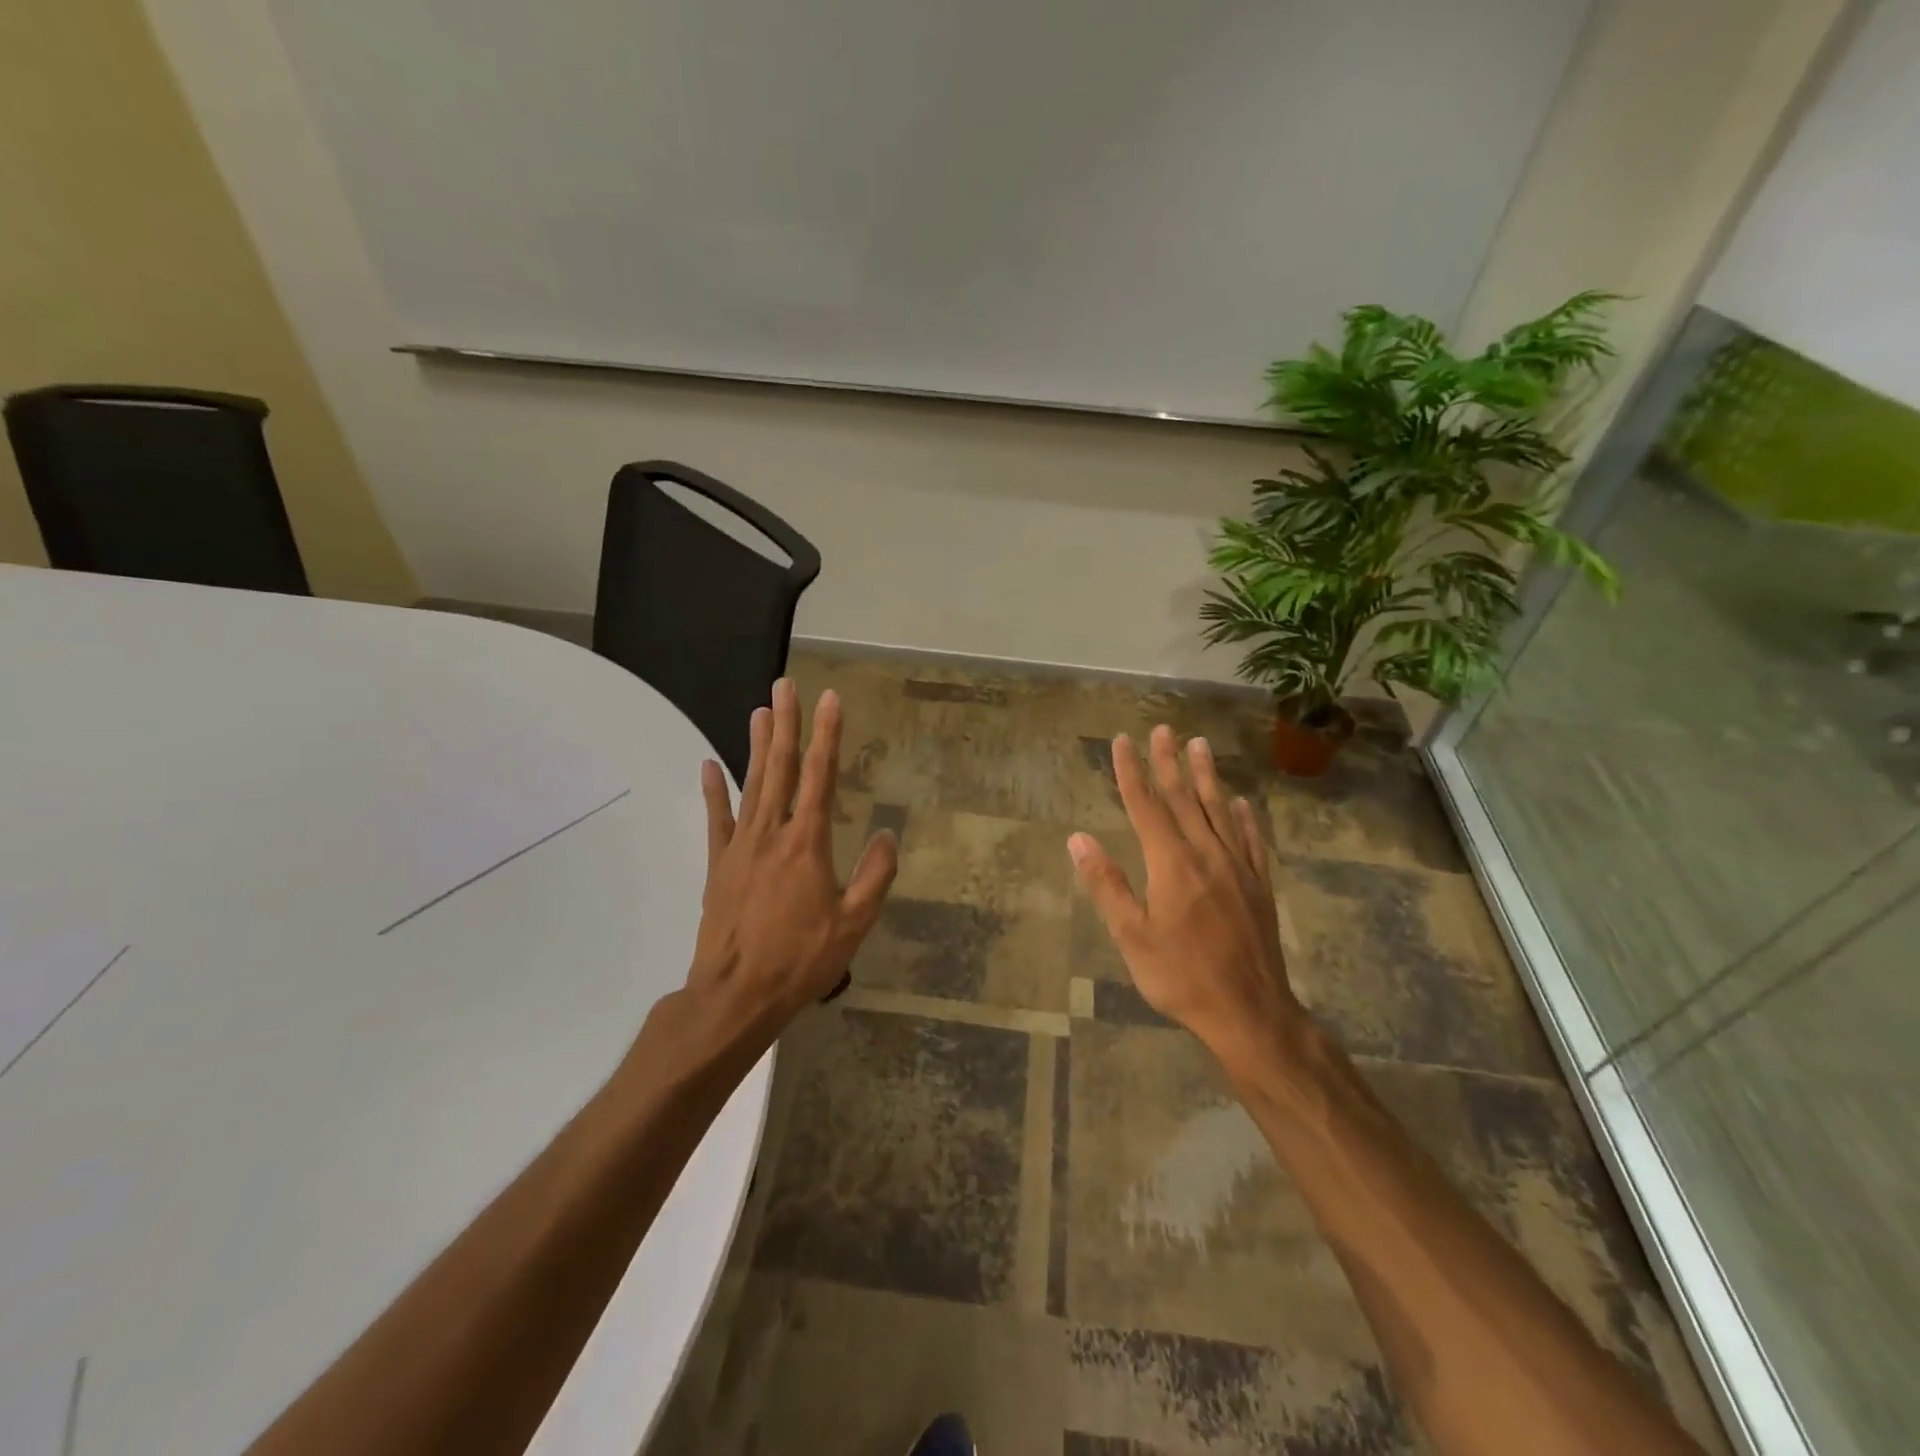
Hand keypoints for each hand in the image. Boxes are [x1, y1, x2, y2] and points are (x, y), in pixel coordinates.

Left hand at [687, 678, 897, 1027]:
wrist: (735, 995)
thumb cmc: (800, 960)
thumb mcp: (853, 923)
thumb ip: (874, 876)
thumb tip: (887, 835)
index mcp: (807, 842)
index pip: (821, 775)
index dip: (827, 734)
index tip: (831, 699)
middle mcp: (772, 833)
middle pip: (780, 767)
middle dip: (786, 724)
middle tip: (785, 686)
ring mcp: (740, 846)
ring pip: (751, 784)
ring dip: (757, 745)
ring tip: (760, 711)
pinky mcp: (718, 865)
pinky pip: (716, 819)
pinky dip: (713, 791)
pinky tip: (709, 765)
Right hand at [1068, 726, 1305, 1063]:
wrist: (1250, 1011)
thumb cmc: (1181, 976)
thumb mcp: (1132, 936)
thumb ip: (1107, 884)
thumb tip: (1078, 839)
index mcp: (1172, 863)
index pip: (1146, 806)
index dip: (1132, 772)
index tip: (1123, 741)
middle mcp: (1207, 854)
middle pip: (1184, 798)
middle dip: (1169, 762)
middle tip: (1162, 729)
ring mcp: (1238, 867)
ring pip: (1219, 810)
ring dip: (1207, 776)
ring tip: (1200, 745)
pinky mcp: (1260, 885)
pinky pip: (1251, 839)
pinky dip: (1244, 816)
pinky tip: (1240, 802)